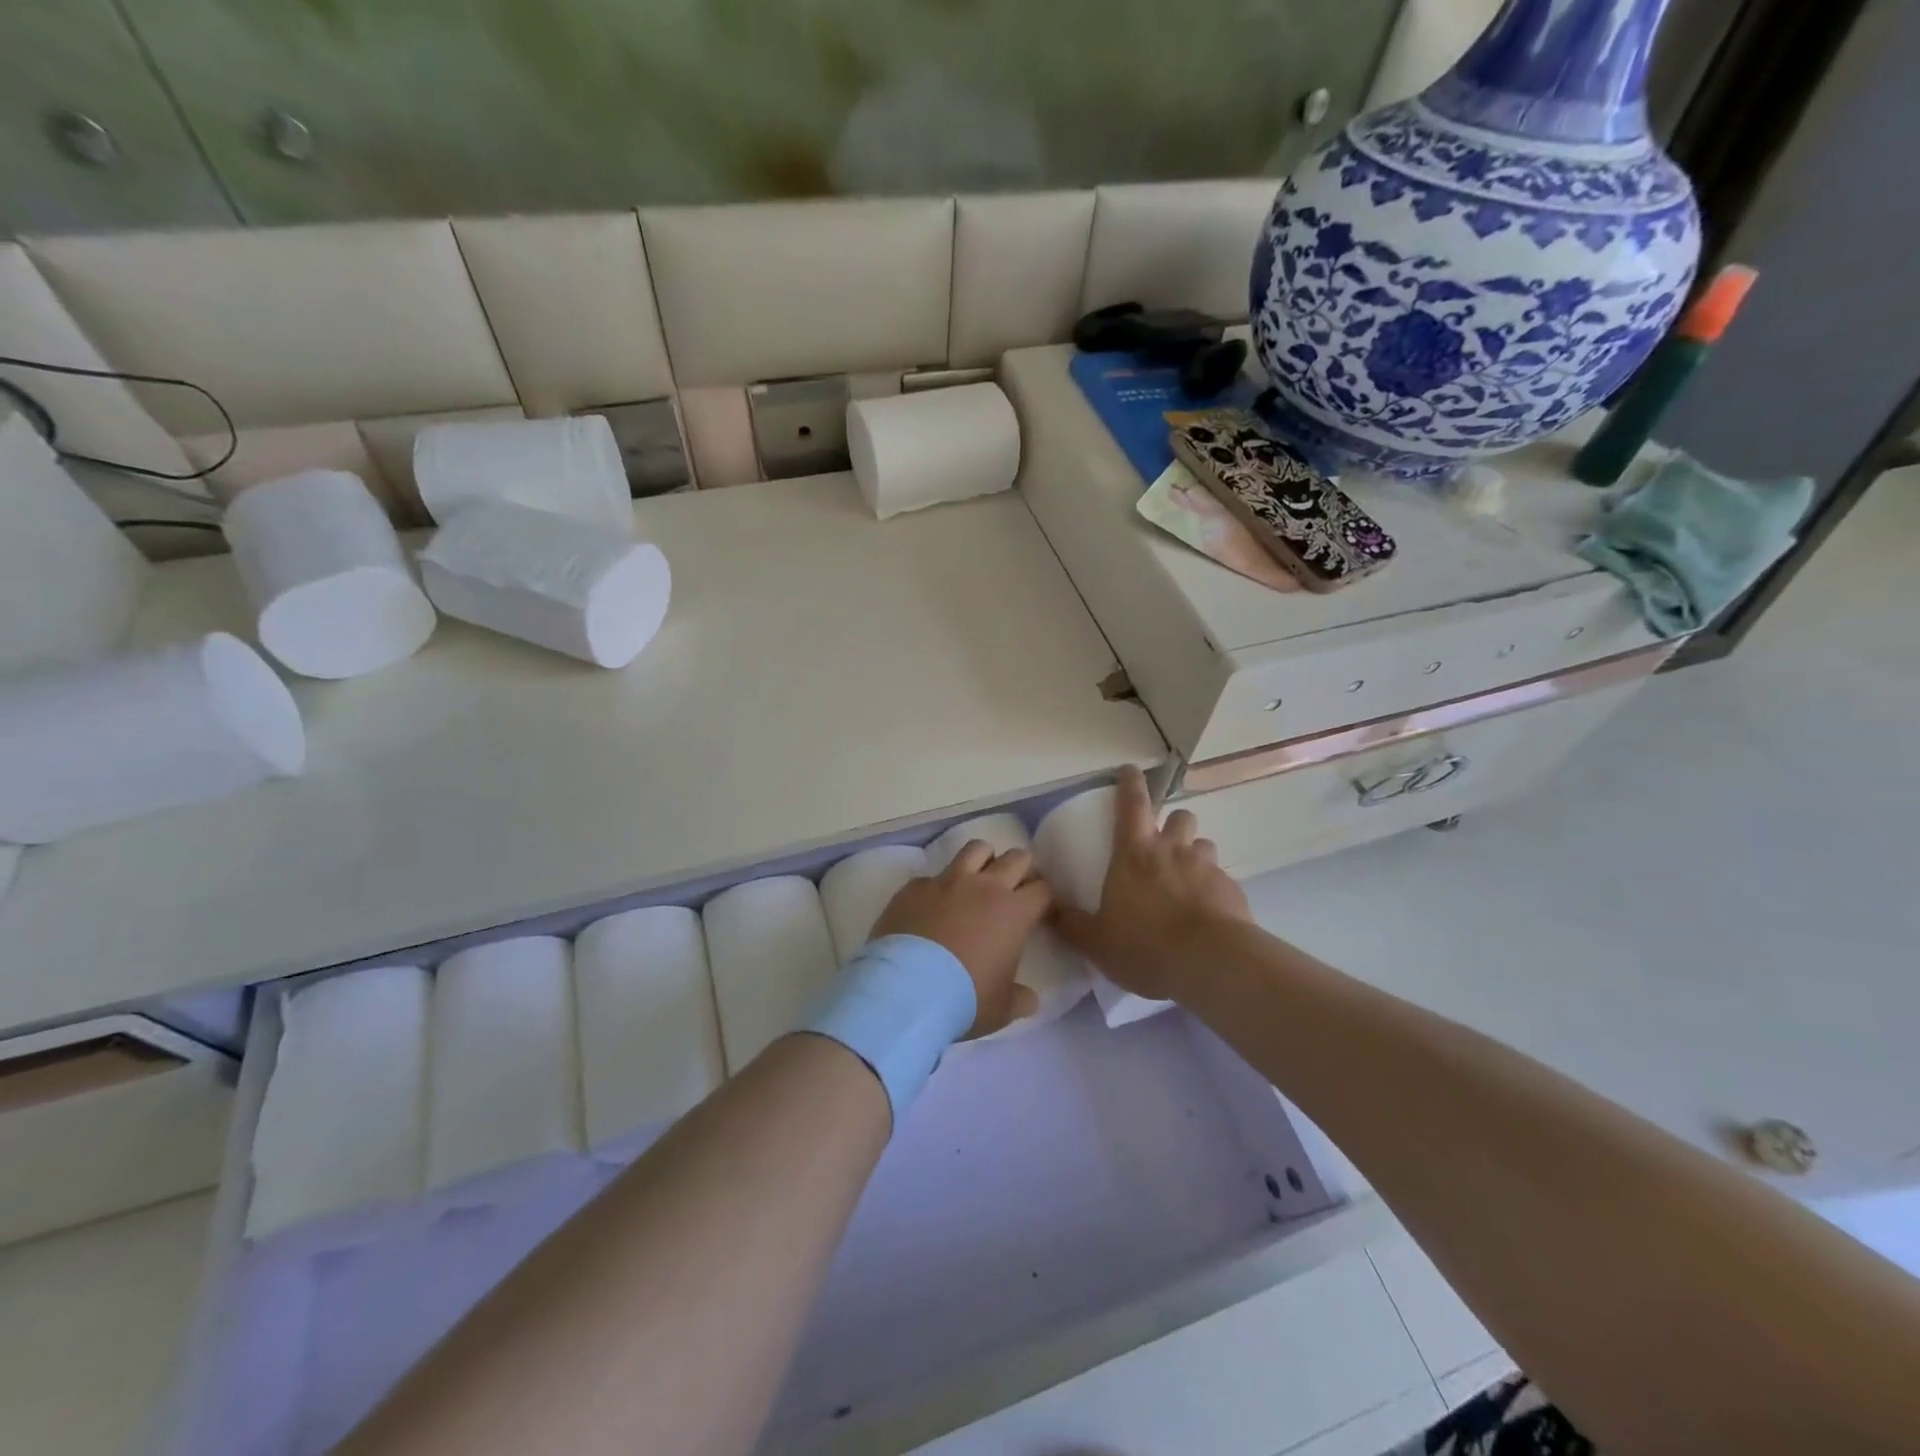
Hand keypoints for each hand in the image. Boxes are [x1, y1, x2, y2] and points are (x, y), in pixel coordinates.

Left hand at [871, 843, 1051, 1037]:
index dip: (1044, 898)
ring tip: (978, 878)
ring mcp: (947, 881)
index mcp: (1014, 912)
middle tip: (1015, 887)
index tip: (1040, 911)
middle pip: (1016, 858)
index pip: (1042, 890)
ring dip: (983, 859)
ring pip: (976, 849)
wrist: (907, 989)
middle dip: (1021, 868)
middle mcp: (984, 886)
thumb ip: (1019, 999)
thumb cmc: (964, 998)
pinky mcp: (915, 886)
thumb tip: (1030, 1000)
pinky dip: (938, 886)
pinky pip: (932, 875)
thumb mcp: (1001, 1009)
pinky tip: (931, 905)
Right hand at [1054, 766, 1251, 1002]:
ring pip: (1203, 845)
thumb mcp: (1097, 942)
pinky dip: (1211, 889)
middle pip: (1178, 817)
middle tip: (1163, 844)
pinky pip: (1220, 879)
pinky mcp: (1231, 890)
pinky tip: (1205, 913)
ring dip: (1193, 855)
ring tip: (1185, 880)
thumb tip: (1048, 910)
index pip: (1132, 804)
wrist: (1211, 962)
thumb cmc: (1146, 945)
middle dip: (1172, 824)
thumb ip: (1072, 925)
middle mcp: (1172, 851)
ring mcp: (1206, 868)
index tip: (1129, 769)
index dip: (1130, 783)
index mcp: (1134, 854)